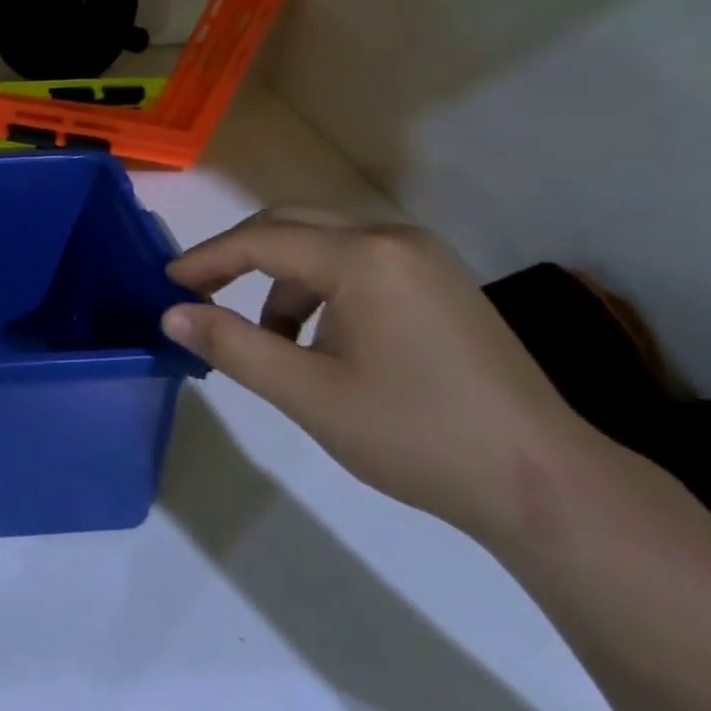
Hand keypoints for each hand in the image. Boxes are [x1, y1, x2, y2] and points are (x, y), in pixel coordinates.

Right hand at [164, 207, 603, 543]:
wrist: (543, 483)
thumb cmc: (415, 435)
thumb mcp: (308, 394)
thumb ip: (233, 346)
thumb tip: (172, 314)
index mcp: (364, 257)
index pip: (261, 240)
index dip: (207, 259)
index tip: (167, 285)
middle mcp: (394, 239)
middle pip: (291, 226)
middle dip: (239, 257)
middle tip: (198, 293)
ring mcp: (423, 257)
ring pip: (324, 246)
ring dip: (281, 280)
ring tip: (269, 340)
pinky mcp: (439, 282)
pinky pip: (357, 264)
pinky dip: (320, 290)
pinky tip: (320, 342)